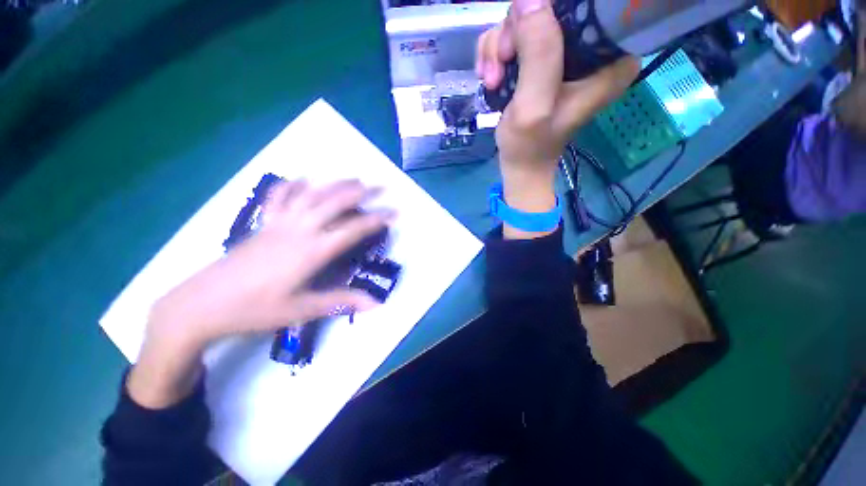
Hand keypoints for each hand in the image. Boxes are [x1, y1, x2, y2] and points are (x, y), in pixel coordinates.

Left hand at [128, 180, 393, 407]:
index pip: (351, 230)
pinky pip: (279, 198)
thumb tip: (375, 303)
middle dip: (360, 193)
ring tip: (354, 178)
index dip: (375, 220)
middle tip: (380, 186)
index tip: (393, 213)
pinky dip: (293, 185)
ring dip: (335, 185)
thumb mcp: (301, 310)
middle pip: (334, 204)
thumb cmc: (254, 310)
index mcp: (311, 251)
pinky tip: (303, 179)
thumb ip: (340, 302)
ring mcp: (279, 224)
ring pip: (311, 196)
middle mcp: (298, 231)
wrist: (200, 306)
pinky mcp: (263, 225)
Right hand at [476, 0, 638, 236]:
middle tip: (501, 68)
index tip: (521, 46)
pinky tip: (490, 78)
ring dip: (500, 48)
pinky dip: (497, 54)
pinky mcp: (544, 60)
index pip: (585, 7)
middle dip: (514, 35)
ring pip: (525, 21)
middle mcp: (592, 49)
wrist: (519, 164)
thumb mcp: (534, 105)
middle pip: (549, 9)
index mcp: (609, 59)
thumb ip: (539, 53)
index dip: (546, 14)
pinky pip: (515, 37)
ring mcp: (565, 53)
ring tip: (492, 80)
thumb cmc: (529, 145)